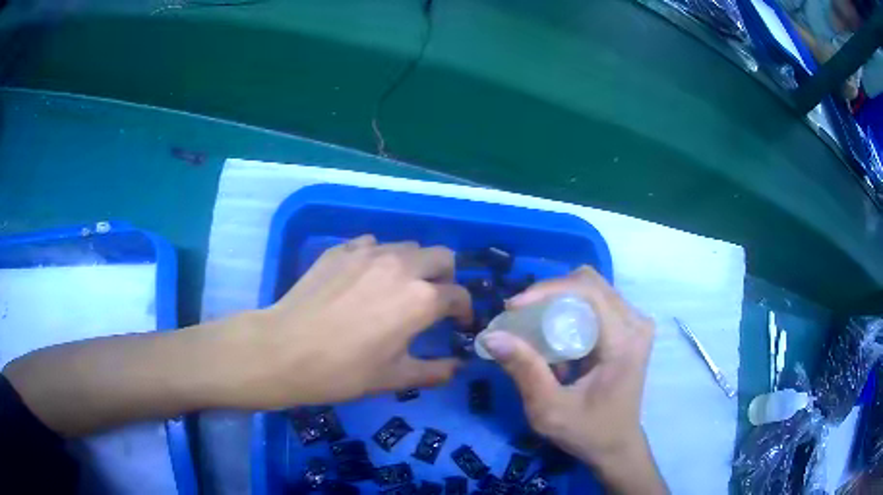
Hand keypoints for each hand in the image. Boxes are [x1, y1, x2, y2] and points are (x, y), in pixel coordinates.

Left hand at [226, 235, 472, 408]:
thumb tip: (457, 367)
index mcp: (421, 299)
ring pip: (408, 247)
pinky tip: (364, 279)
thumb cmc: (343, 371)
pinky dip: (379, 258)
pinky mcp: (341, 250)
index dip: (464, 310)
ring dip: (413, 266)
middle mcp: (402, 267)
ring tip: (398, 288)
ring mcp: (369, 253)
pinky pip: (372, 244)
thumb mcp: (394, 378)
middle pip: (442, 256)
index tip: (458, 323)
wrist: (285, 350)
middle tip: (433, 300)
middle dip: (446, 277)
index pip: (458, 295)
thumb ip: (434, 372)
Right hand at [480, 267, 666, 493]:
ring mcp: (635, 324)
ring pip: (591, 289)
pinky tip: (553, 335)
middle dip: (549, 294)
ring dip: (558, 301)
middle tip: (518, 314)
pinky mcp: (629, 329)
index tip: (512, 307)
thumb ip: (524, 370)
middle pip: (589, 283)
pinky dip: (569, 311)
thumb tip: (491, 335)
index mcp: (624, 341)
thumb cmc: (587, 432)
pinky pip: (595, 303)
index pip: (588, 292)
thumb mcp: (550, 409)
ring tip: (532, 324)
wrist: (617, 446)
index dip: (547, 291)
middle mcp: (635, 323)